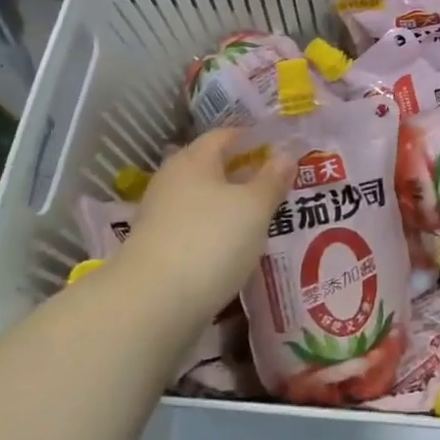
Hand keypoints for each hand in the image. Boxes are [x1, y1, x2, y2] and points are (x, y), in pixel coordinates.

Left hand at [116, 129, 292, 322]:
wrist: (154, 304)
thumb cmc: (211, 240)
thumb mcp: (255, 207)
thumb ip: (272, 179)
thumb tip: (286, 154)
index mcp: (194, 160)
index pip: (225, 135)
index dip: (252, 138)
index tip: (280, 147)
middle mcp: (173, 180)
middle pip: (212, 167)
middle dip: (243, 173)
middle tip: (277, 182)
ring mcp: (161, 216)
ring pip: (204, 200)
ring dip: (231, 205)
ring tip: (264, 216)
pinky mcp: (159, 248)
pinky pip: (196, 228)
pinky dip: (217, 231)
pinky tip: (238, 246)